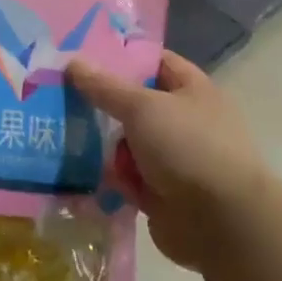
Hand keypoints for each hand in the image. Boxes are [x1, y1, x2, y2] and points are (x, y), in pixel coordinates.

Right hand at [67, 50, 271, 272]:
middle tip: (59, 96)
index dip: (121, 57)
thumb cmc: (188, 148)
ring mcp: (174, 159)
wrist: (222, 224)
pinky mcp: (161, 193)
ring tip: (60, 136)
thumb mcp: (142, 107)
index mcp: (192, 90)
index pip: (154, 62)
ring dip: (102, 144)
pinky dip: (110, 177)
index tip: (82, 56)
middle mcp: (185, 121)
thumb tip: (73, 61)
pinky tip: (77, 172)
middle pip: (135, 104)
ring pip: (127, 143)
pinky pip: (127, 177)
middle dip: (102, 104)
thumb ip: (105, 87)